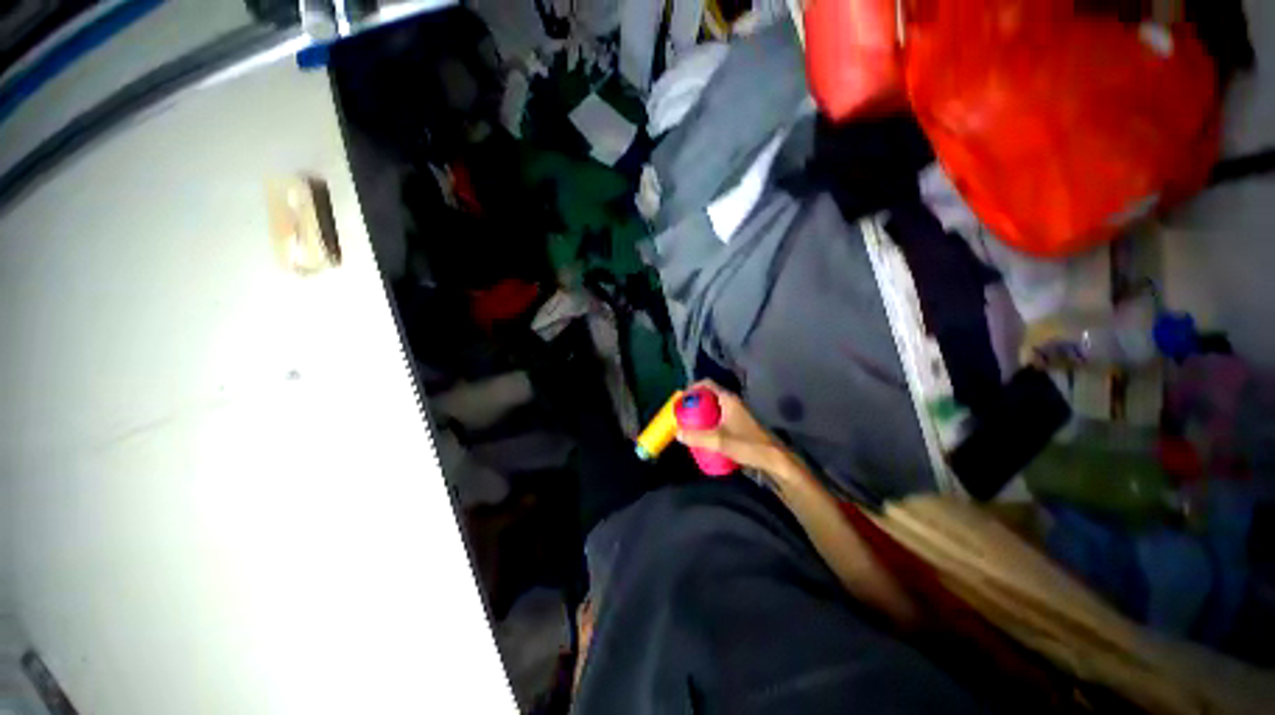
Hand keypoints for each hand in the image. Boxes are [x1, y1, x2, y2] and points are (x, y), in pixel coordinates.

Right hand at [676, 381, 786, 473]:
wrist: (773, 458)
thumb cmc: (747, 444)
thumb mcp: (719, 441)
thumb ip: (697, 437)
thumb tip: (677, 432)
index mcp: (728, 399)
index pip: (706, 384)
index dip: (692, 388)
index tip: (681, 399)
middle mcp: (732, 402)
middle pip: (709, 395)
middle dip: (694, 403)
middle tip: (682, 414)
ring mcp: (737, 412)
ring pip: (714, 407)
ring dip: (701, 413)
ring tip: (690, 424)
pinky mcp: (739, 423)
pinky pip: (719, 416)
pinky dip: (709, 421)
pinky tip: (704, 434)